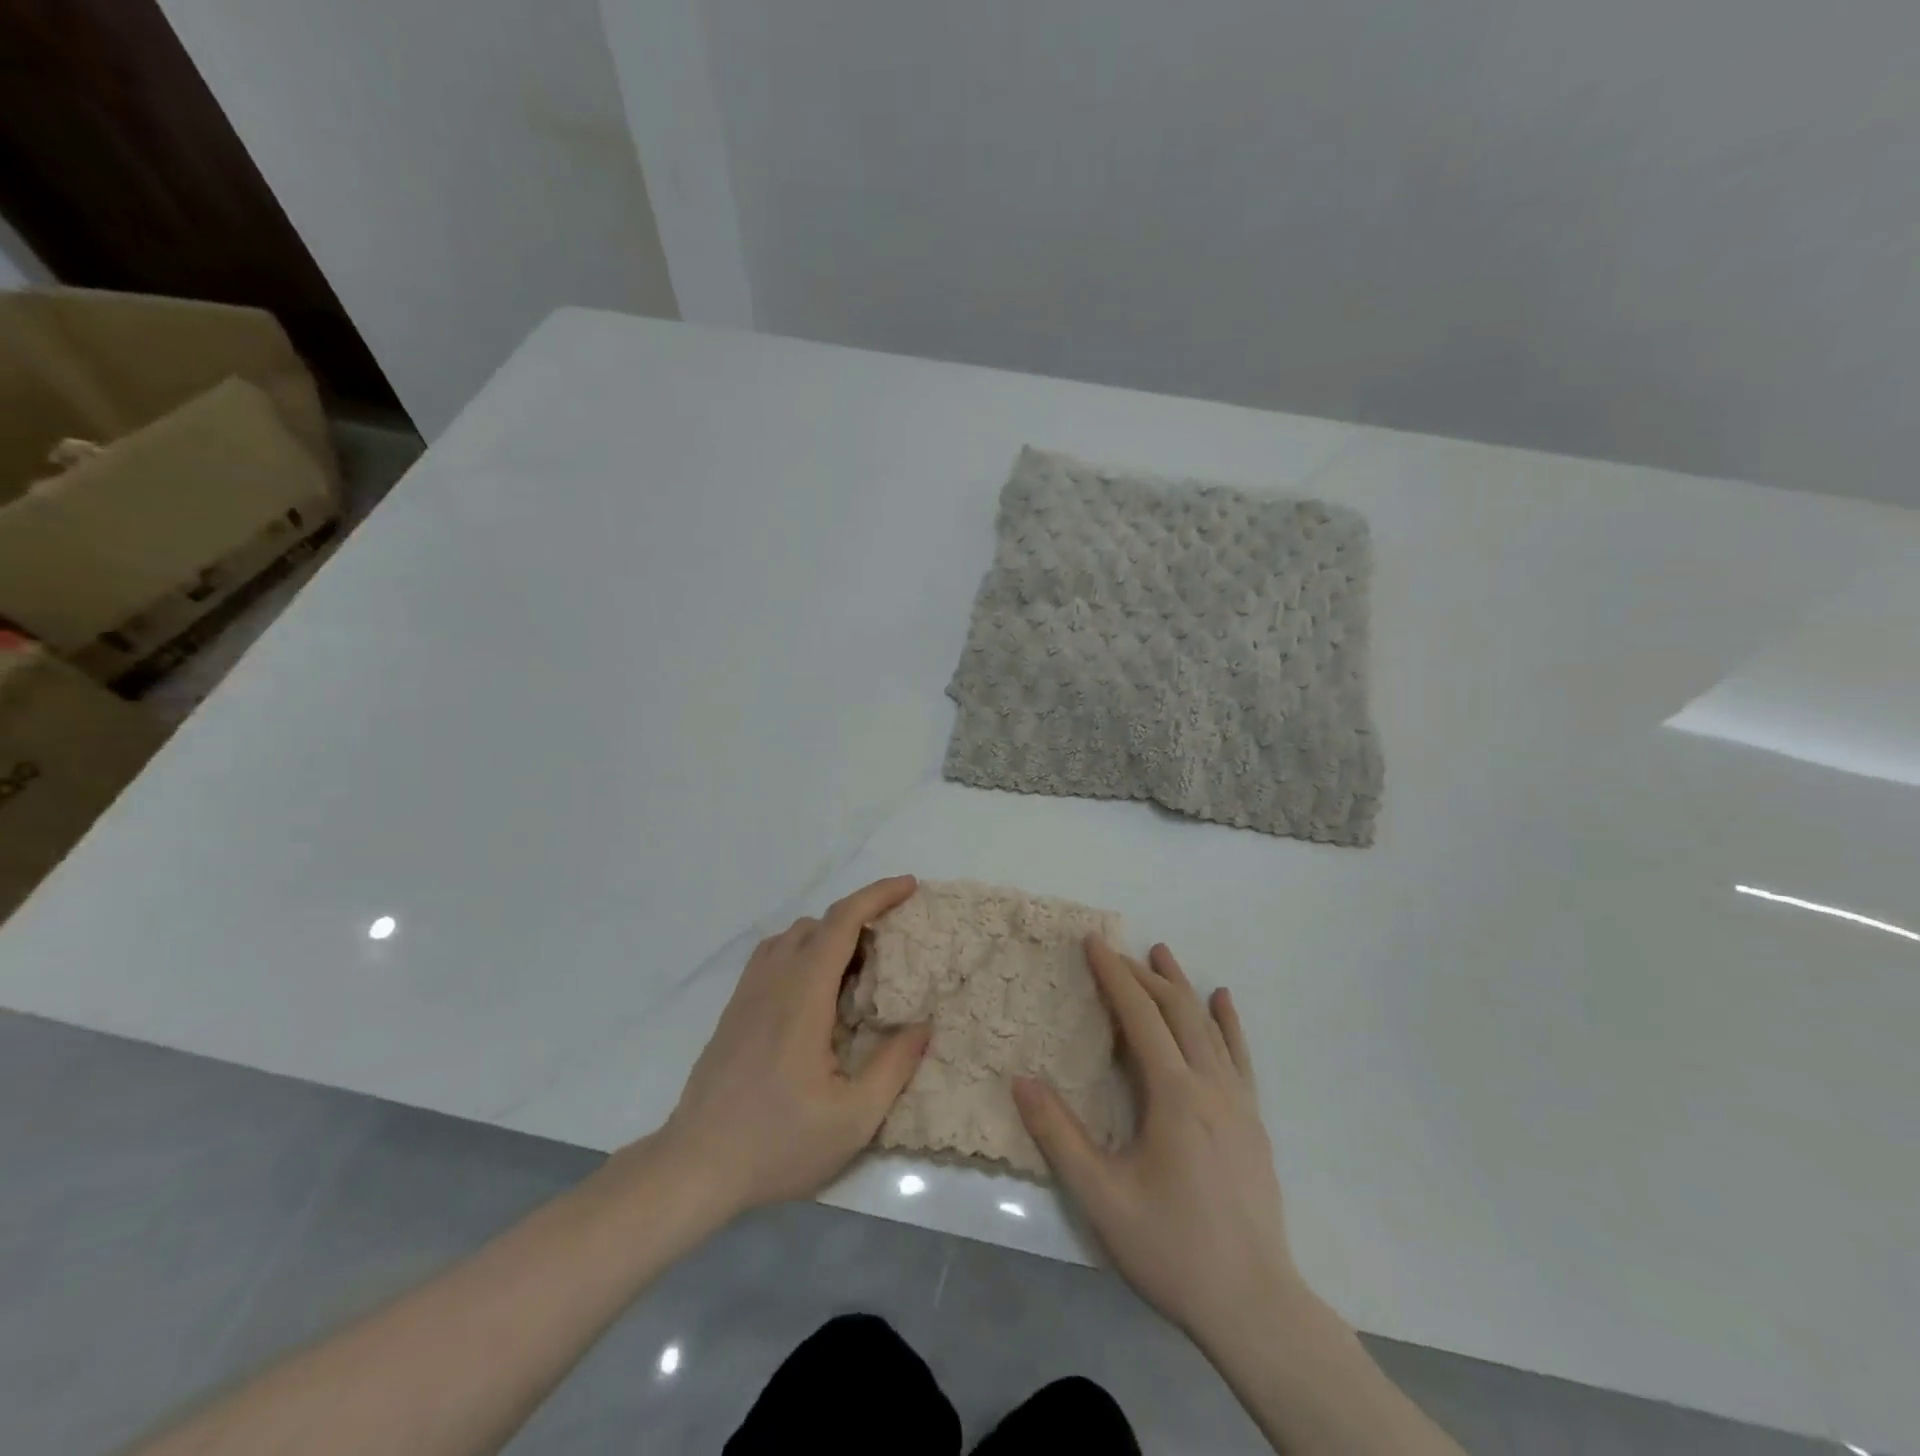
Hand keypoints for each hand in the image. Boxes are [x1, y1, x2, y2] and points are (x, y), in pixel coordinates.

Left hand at [651, 875, 930, 1218]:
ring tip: (855, 973)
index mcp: (803, 996)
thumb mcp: (851, 1119)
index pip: (842, 922)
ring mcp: (748, 993)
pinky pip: (772, 956)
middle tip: (891, 953)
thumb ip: (893, 1067)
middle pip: (819, 923)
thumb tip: (923, 1025)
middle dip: (860, 920)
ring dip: (829, 937)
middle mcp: (774, 981)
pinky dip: (803, 952)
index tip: (909, 886)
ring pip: (792, 936)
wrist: (695, 1167)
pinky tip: (815, 994)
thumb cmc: (777, 1143)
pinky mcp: (734, 1009)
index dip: (878, 895)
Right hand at [1013, 937, 1301, 1341]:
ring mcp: (1238, 1101)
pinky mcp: (1253, 1120)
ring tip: (1161, 953)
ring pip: (1207, 1026)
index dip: (1114, 976)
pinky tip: (1223, 1000)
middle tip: (1113, 952)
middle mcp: (1209, 1085)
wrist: (1254, 1306)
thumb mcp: (1102, 1198)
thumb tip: (1021, 1081)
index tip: (1093, 942)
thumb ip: (1059, 1136)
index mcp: (1174, 1096)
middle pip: (1175, 1011)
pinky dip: (1227, 1022)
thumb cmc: (1172, 1249)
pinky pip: (1239, 1056)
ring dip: (1180, 986)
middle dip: (1141, 975)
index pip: (1140, 1017)